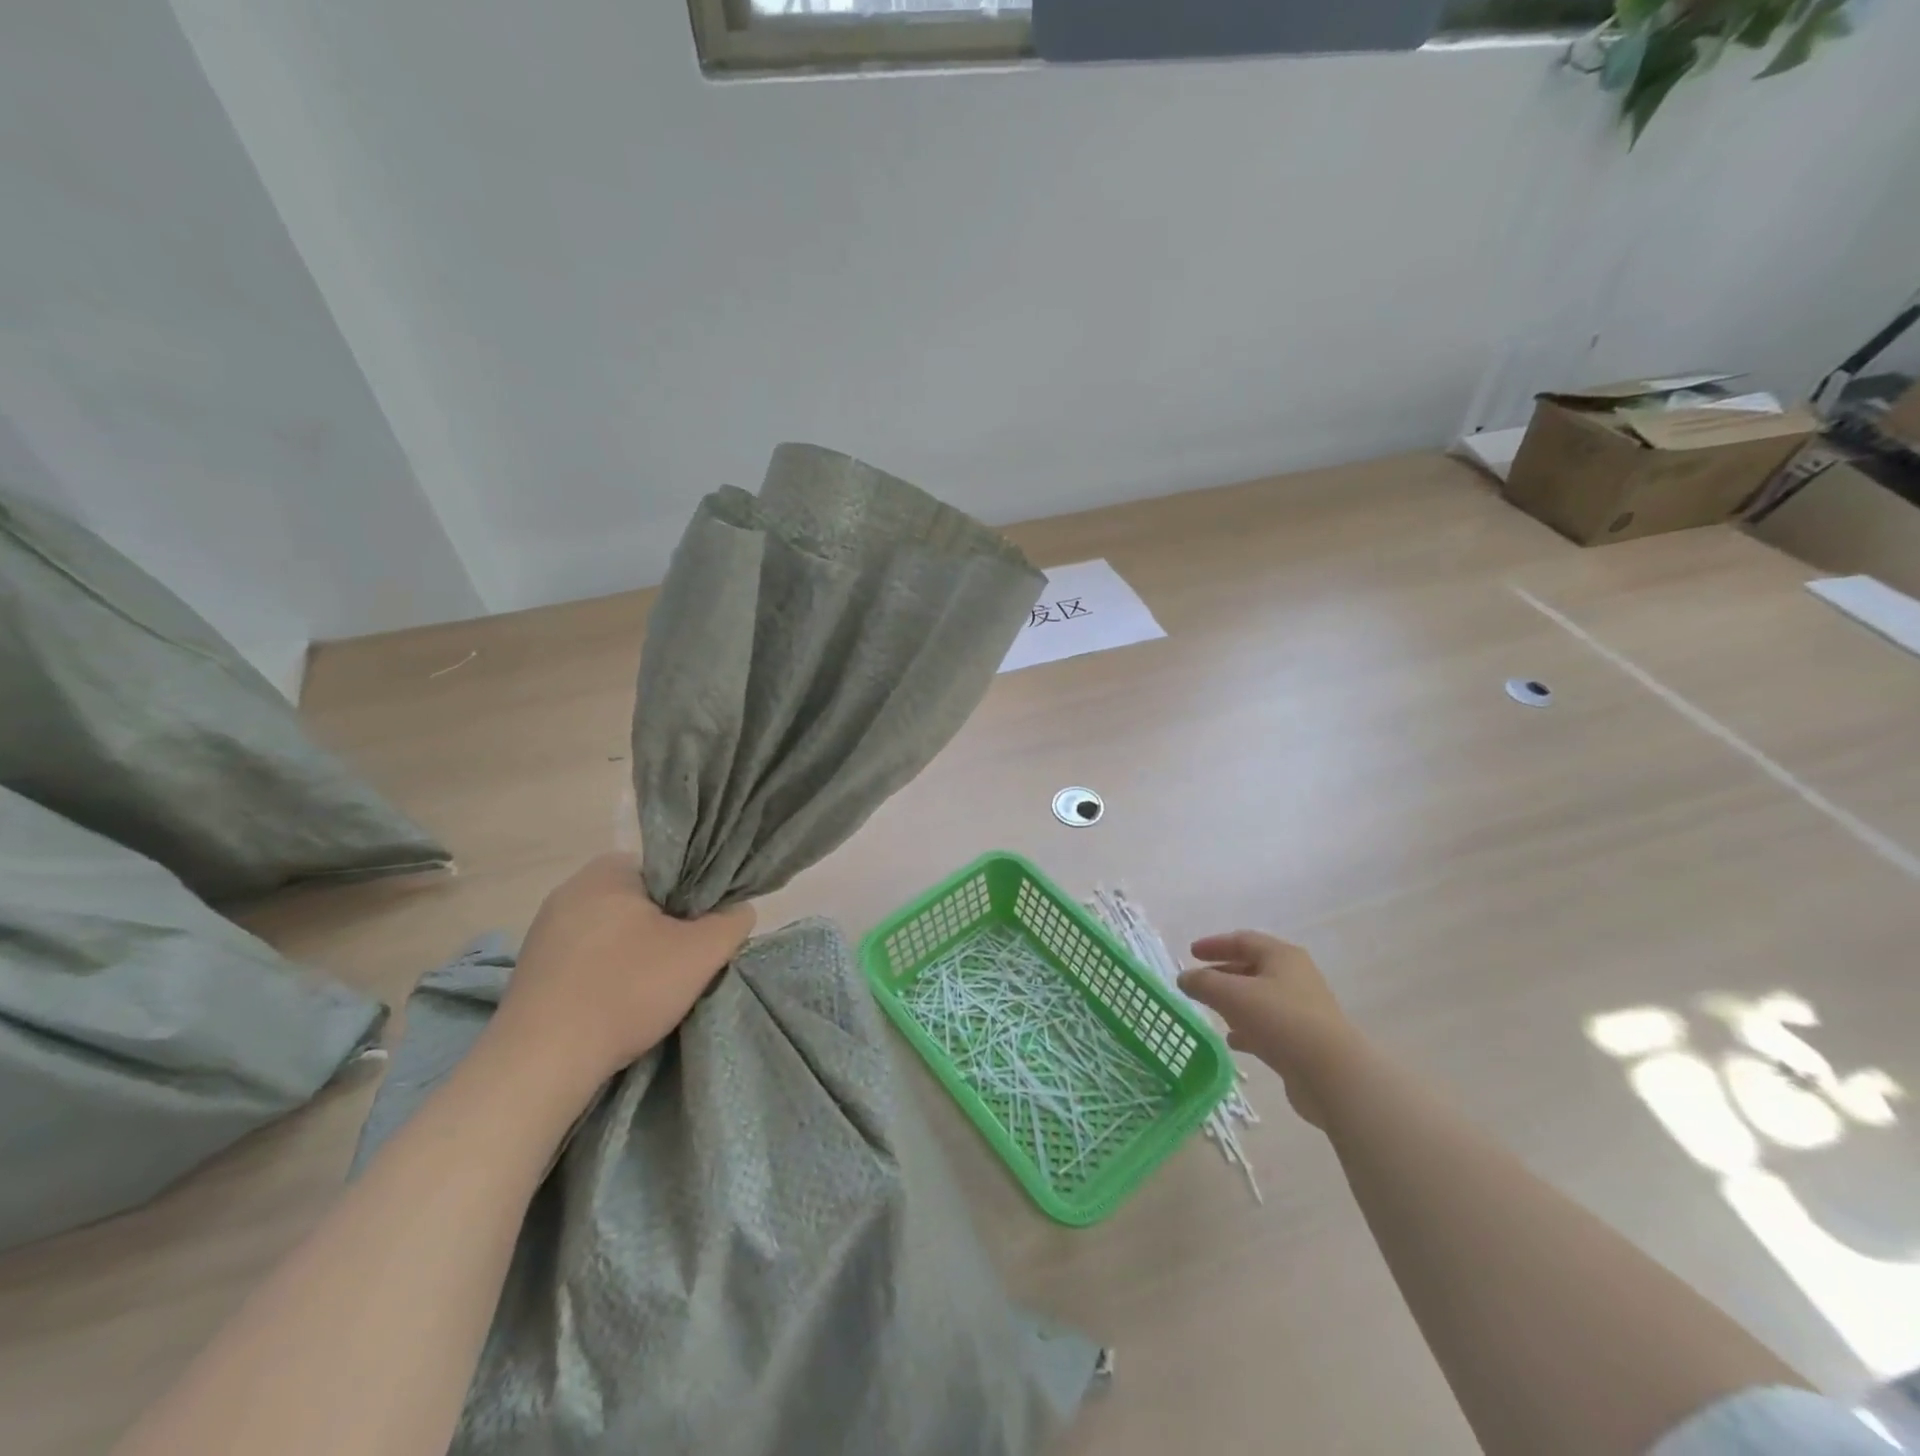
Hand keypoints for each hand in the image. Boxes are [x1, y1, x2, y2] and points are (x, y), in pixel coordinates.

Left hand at [491, 853, 754, 1083]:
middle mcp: (571, 888)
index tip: (705, 932)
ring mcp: (545, 929)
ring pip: (615, 932)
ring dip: (638, 953)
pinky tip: (618, 1003)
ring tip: (654, 989)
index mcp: (609, 869)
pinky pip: (587, 957)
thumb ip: (732, 922)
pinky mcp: (532, 966)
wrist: (540, 1062)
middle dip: (667, 928)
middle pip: (643, 902)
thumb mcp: (702, 952)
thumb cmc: (626, 990)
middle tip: (687, 962)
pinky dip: (608, 973)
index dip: (696, 900)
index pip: (671, 871)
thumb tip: (738, 911)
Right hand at [1178, 931, 1353, 1127]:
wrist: (1332, 1074)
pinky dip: (1248, 1028)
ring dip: (1234, 1002)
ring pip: (1259, 998)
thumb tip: (1184, 978)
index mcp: (1282, 956)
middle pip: (1252, 968)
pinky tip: (1233, 1041)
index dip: (1215, 944)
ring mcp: (1302, 1010)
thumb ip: (1203, 983)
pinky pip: (1269, 1026)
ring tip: (1211, 1011)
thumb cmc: (1280, 1020)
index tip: (1191, 953)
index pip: (1243, 940)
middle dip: (1222, 974)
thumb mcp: (1232, 995)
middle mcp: (1295, 977)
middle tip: (1198, 982)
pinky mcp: (1304, 1040)